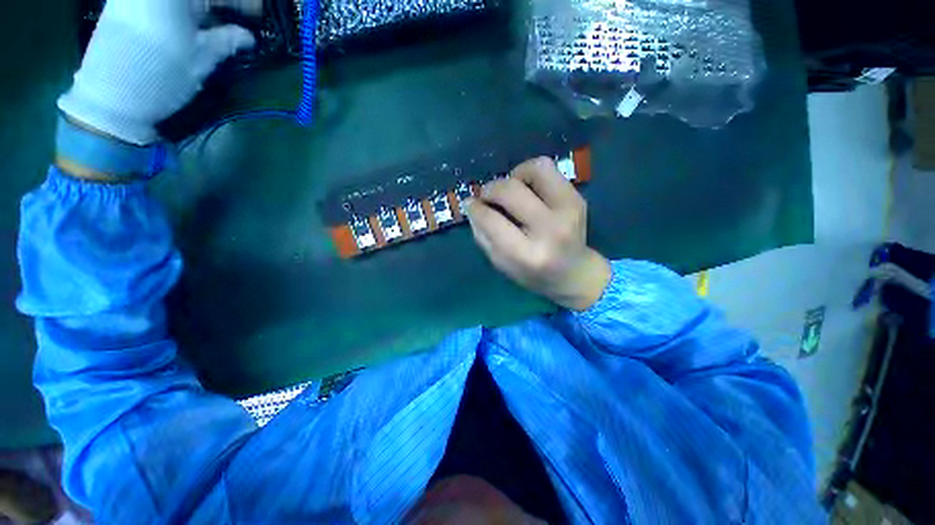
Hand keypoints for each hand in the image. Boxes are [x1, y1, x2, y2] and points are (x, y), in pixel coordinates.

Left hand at [59, 0, 260, 144]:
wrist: (109, 97)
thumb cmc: (160, 76)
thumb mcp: (201, 59)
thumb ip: (227, 41)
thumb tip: (248, 36)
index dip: (245, 2)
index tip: (260, 15)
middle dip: (222, 3)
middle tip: (242, 18)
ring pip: (180, 0)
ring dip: (202, 7)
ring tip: (220, 21)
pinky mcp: (124, 4)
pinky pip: (163, 3)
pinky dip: (183, 9)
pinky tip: (194, 21)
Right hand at [466, 157, 611, 310]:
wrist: (574, 273)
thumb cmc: (532, 273)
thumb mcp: (501, 264)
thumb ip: (483, 235)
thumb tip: (472, 205)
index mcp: (527, 254)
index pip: (492, 221)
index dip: (475, 208)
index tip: (470, 204)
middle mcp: (550, 229)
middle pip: (510, 191)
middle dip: (489, 189)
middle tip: (485, 196)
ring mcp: (568, 210)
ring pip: (534, 170)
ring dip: (512, 176)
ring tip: (509, 191)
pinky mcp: (576, 198)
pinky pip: (547, 168)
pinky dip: (529, 172)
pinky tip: (525, 187)